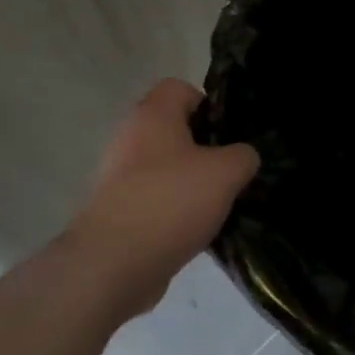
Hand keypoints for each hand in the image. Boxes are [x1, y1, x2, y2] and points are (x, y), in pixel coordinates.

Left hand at [67, 79, 258, 315]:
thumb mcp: (226, 172)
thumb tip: (242, 157)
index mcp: (152, 115)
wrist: (111, 266)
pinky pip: (154, 199)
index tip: (229, 133)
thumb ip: (243, 156)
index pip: (180, 88)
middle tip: (230, 170)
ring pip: (165, 167)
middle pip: (174, 129)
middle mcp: (130, 138)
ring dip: (191, 182)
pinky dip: (174, 210)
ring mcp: (117, 176)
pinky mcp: (115, 211)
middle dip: (205, 148)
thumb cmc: (171, 202)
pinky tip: (196, 230)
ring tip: (218, 204)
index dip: (208, 104)